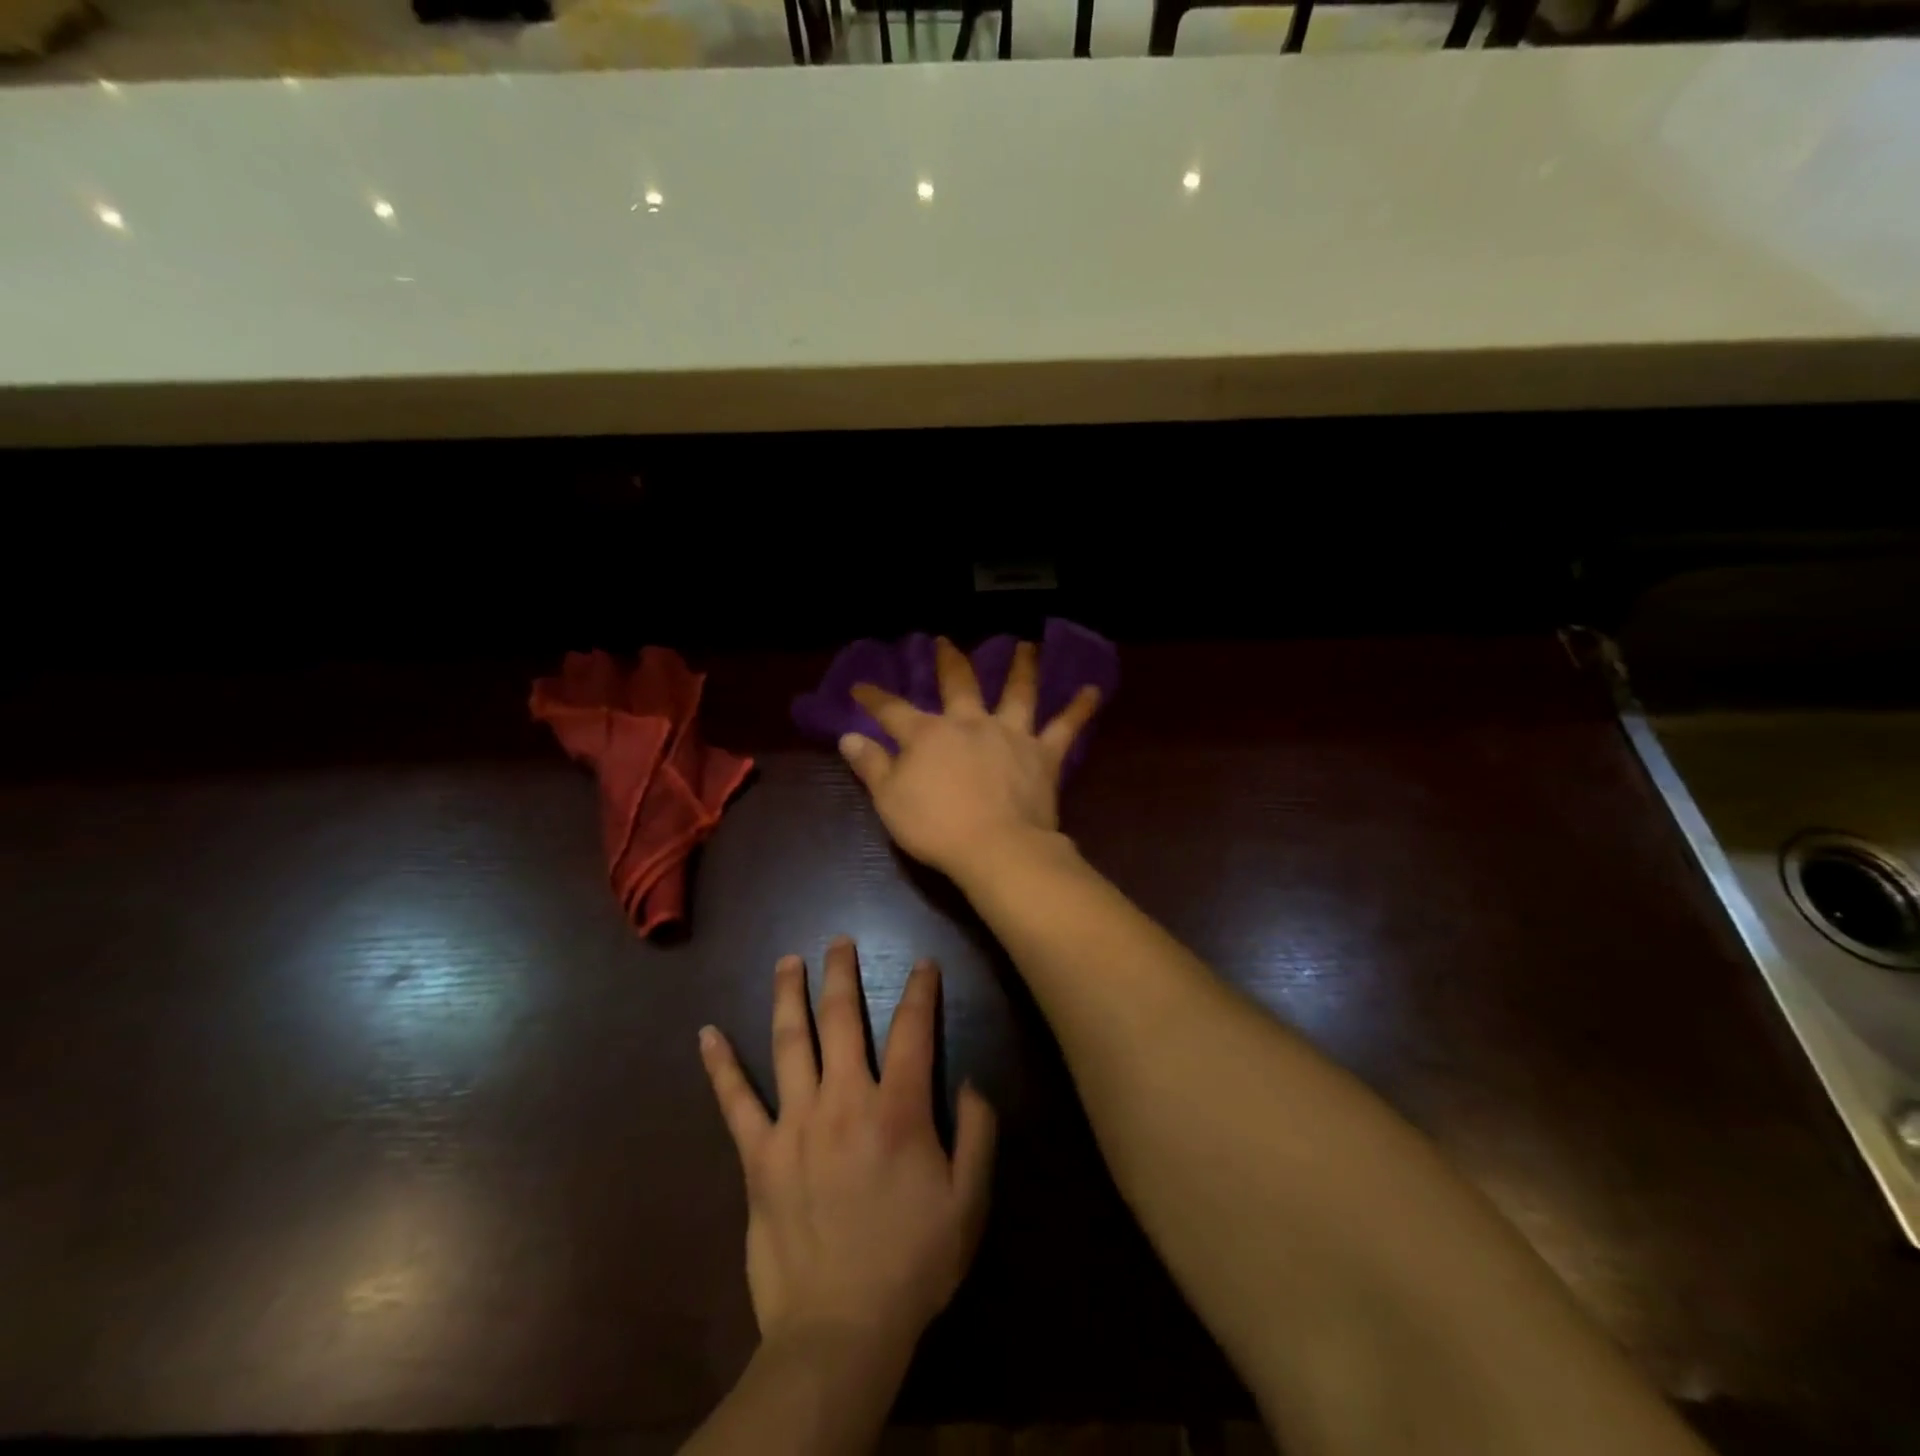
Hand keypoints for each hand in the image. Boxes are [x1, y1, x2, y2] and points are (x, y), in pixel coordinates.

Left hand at [699, 937, 996, 1350]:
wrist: (839, 1330)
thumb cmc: (912, 1264)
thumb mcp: (969, 1204)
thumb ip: (979, 1135)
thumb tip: (970, 1081)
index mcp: (897, 1110)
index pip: (912, 1030)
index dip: (920, 990)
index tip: (923, 963)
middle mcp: (844, 1101)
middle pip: (842, 1019)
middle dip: (842, 973)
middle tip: (839, 940)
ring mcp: (795, 1124)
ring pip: (790, 1042)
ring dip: (789, 995)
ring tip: (787, 961)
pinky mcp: (759, 1156)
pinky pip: (735, 1102)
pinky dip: (720, 1066)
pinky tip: (707, 1034)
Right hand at [839, 638, 1100, 878]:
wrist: (996, 848)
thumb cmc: (936, 827)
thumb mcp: (890, 800)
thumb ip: (871, 765)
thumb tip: (848, 737)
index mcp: (928, 734)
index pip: (893, 711)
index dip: (874, 699)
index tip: (860, 688)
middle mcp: (970, 723)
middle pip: (959, 683)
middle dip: (949, 661)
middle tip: (946, 642)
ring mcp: (1010, 734)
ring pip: (1018, 692)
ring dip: (1022, 667)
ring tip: (1028, 646)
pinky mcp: (1043, 754)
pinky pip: (1065, 726)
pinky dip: (1080, 708)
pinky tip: (1093, 690)